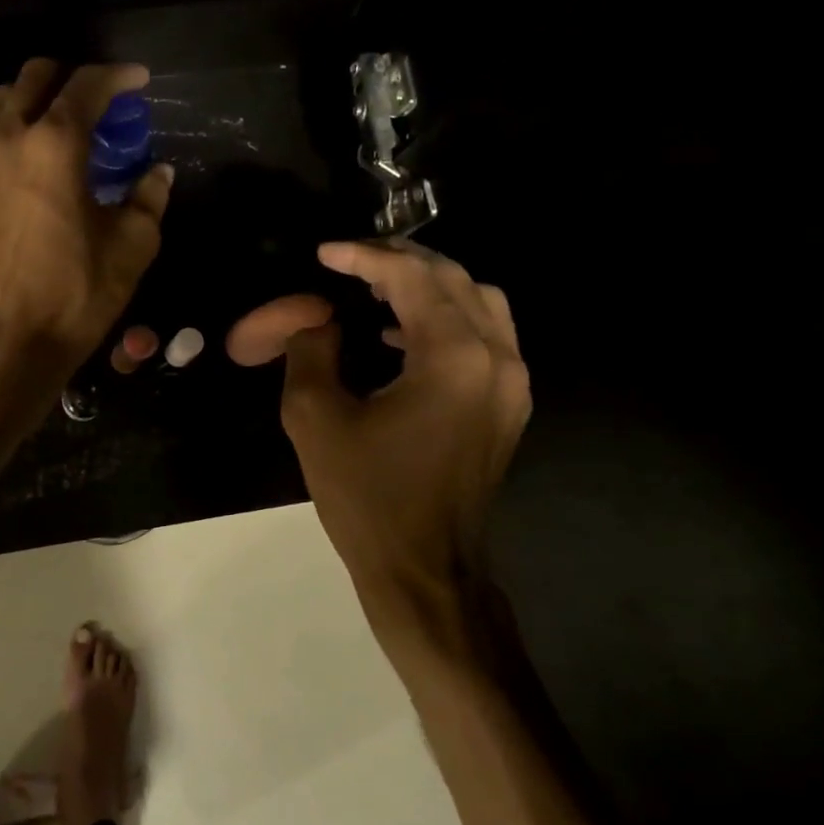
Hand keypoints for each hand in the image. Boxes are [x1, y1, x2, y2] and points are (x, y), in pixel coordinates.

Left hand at [0, 59, 172, 378]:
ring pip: (1, 108)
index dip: (117, 76)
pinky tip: (32, 177)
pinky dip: (13, 142)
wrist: (5, 342)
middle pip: (33, 78)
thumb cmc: (75, 294)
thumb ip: (149, 199)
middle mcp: (6, 140)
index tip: (137, 82)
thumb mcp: (132, 247)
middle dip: (69, 78)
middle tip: (97, 104)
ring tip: (63, 138)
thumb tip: (157, 173)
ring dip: (35, 107)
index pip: (86, 85)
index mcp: (54, 145)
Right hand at [279, 242, 529, 651]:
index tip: (325, 253)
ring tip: (375, 289)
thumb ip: (311, 350)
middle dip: (400, 261)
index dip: (364, 256)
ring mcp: (512, 384)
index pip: (411, 277)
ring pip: (480, 302)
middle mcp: (496, 358)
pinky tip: (399, 335)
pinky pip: (486, 336)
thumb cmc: (367, 496)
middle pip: (454, 279)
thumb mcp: (315, 417)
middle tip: (350, 260)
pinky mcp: (509, 406)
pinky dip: (446, 318)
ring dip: (428, 286)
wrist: (424, 570)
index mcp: (452, 357)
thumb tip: (319, 320)